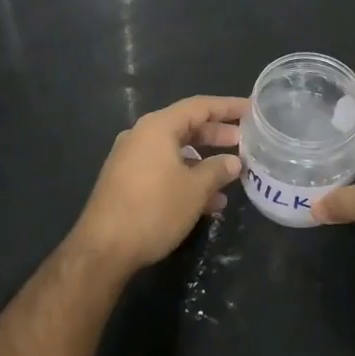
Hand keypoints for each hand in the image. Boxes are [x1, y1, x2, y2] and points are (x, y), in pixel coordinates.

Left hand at [73, 95, 246, 271]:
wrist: (103, 249)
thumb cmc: (154, 210)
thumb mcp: (194, 190)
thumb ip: (217, 170)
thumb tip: (233, 162)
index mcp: (157, 127)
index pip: (199, 106)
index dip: (228, 107)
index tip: (251, 110)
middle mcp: (141, 136)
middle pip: (186, 126)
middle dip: (217, 135)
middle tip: (244, 142)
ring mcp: (131, 159)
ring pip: (175, 151)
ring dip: (203, 162)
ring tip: (230, 176)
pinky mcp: (126, 181)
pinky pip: (163, 169)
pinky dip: (185, 178)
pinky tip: (207, 202)